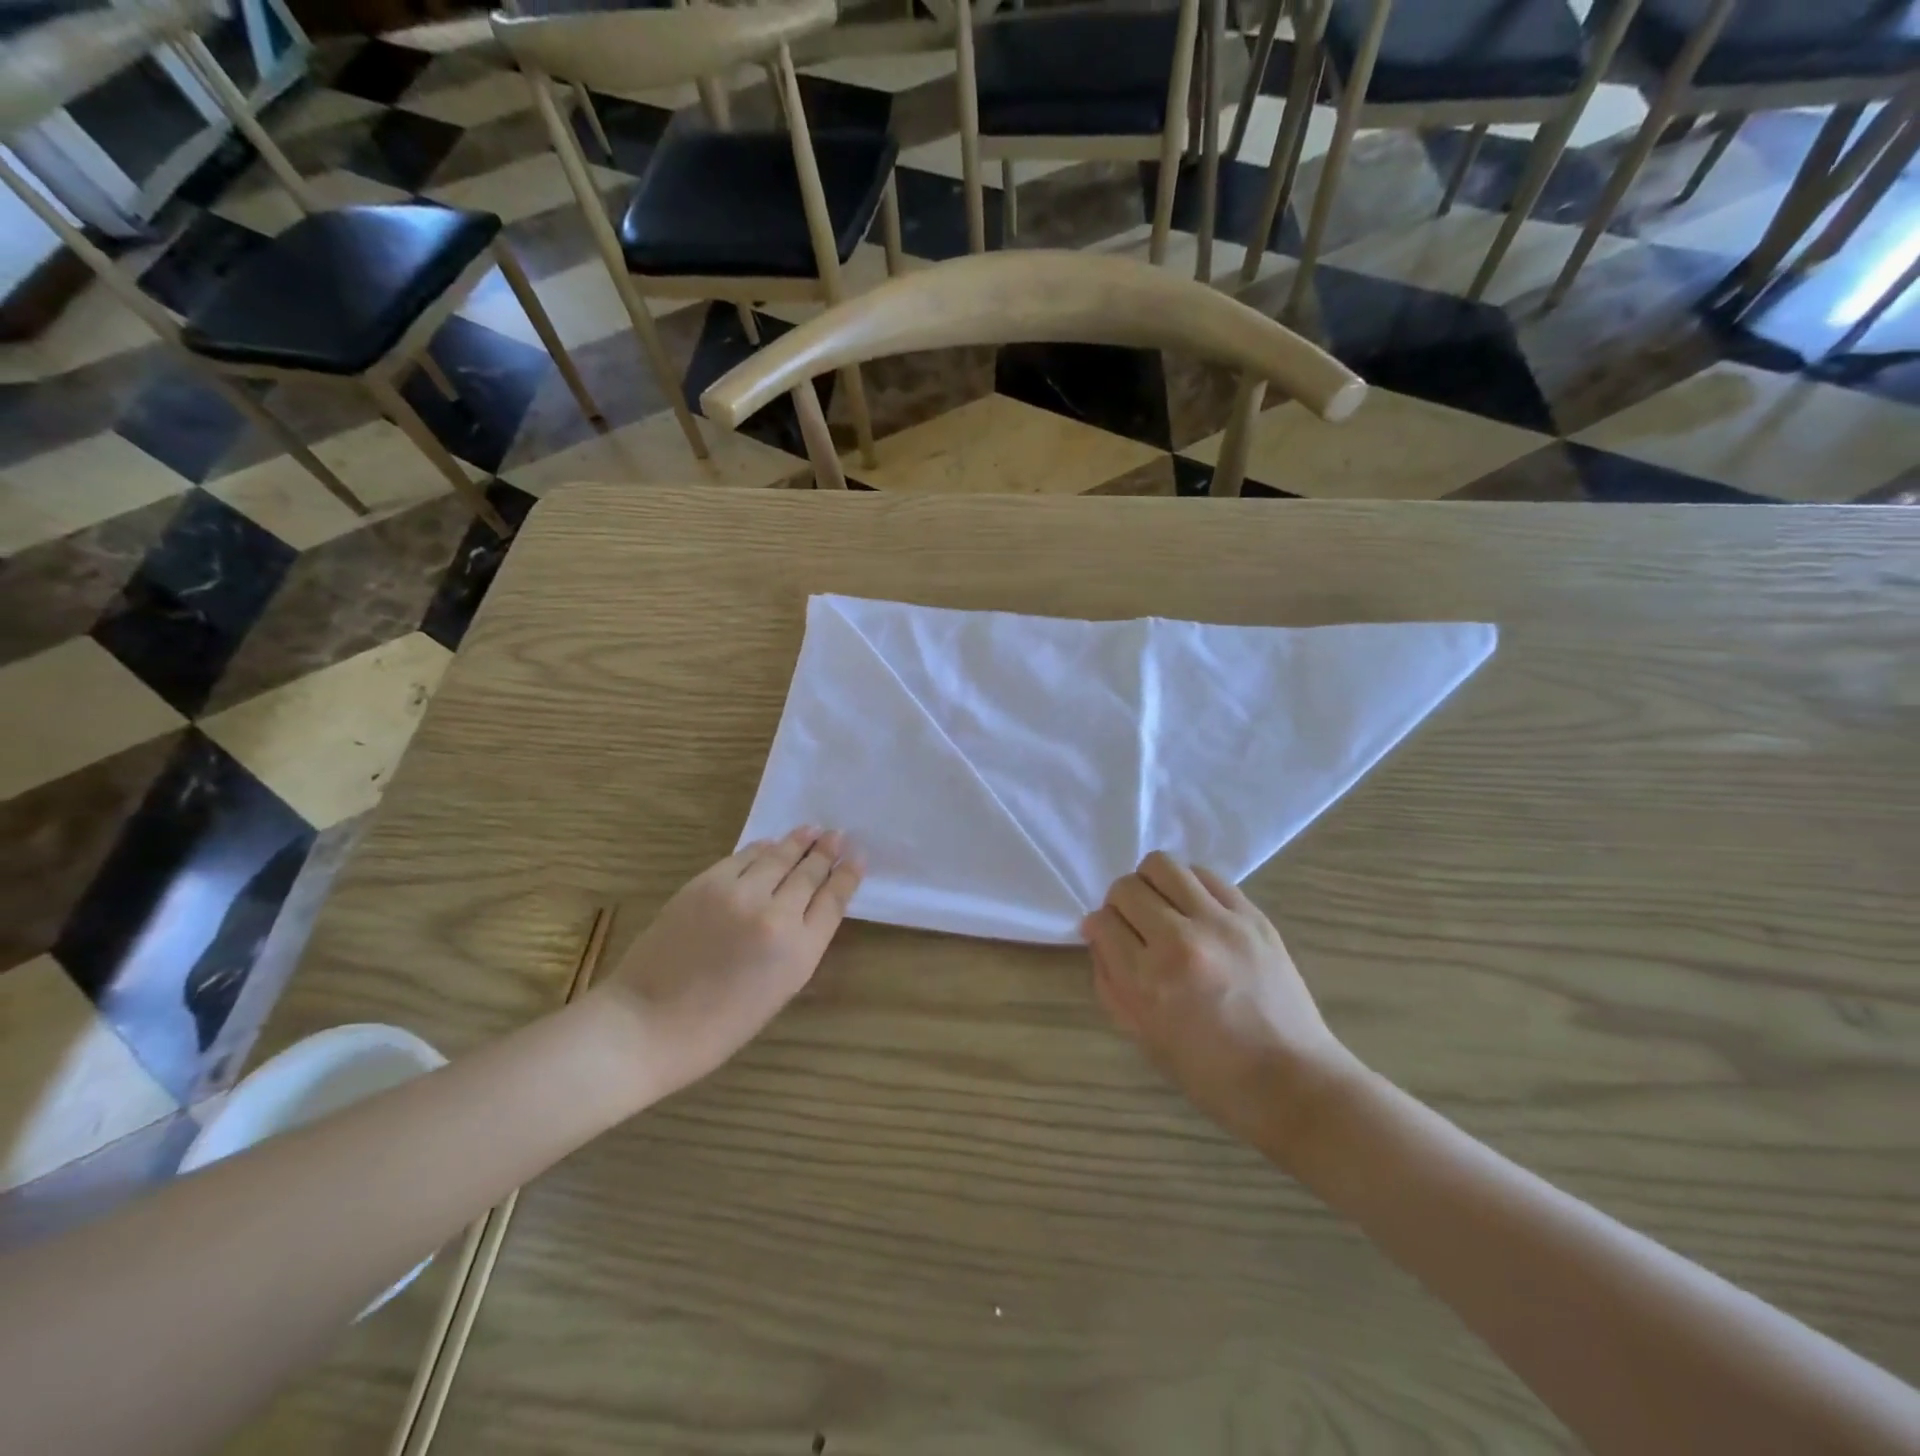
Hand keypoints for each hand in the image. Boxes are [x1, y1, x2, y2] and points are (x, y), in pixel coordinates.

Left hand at [593, 827, 862, 1097]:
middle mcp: (776, 915)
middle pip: (809, 873)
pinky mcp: (707, 883)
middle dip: (826, 852)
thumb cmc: (718, 1025)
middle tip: (838, 836)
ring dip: (798, 842)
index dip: (848, 876)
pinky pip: (744, 856)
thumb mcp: (779, 990)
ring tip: (812, 830)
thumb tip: (809, 906)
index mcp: (799, 952)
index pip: (834, 900)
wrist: (647, 1024)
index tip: (858, 858)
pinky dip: (762, 848)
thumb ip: (800, 945)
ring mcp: (739, 894)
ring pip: (778, 856)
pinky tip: (770, 844)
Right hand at [1084, 853, 1359, 1166]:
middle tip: (1133, 924)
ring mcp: (1219, 923)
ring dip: (1151, 883)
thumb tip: (1097, 934)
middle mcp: (1179, 942)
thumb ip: (1111, 982)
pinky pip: (1205, 875)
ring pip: (1162, 866)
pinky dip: (1188, 884)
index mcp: (1148, 982)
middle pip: (1127, 889)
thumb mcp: (1143, 1038)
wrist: (1292, 1082)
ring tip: (1162, 907)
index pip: (1102, 923)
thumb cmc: (1210, 1074)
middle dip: (1119, 904)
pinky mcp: (1251, 915)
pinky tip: (1194, 908)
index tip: (1108, 937)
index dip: (1099, 928)